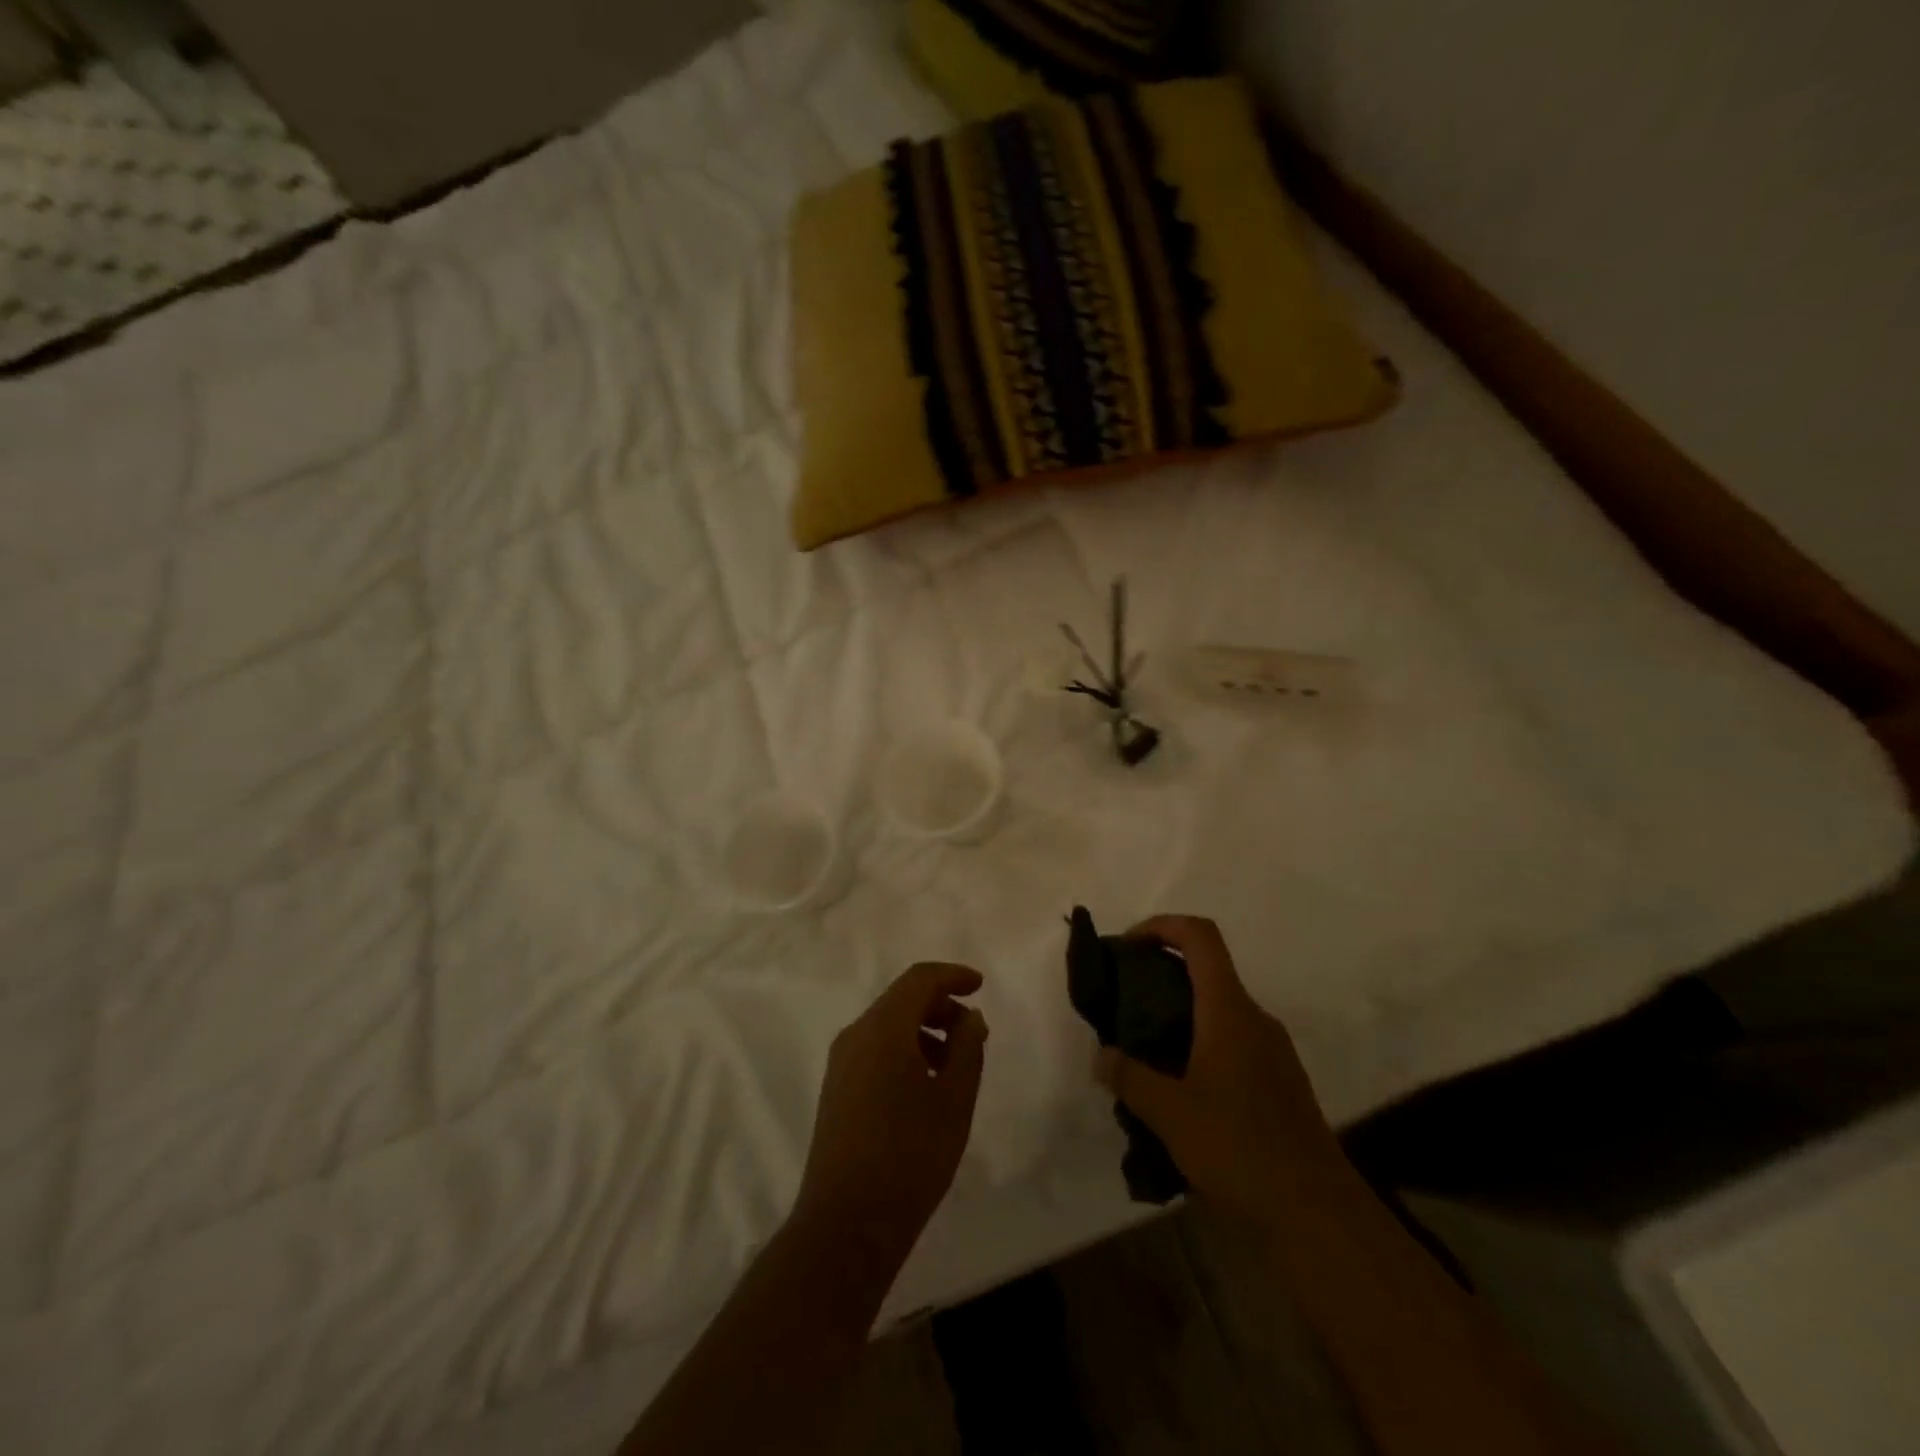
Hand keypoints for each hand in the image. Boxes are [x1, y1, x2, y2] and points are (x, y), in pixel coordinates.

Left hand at [793, 963, 988, 1264]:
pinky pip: (875, 1049)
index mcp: (883, 1028)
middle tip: (974, 1034)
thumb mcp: (954, 1099)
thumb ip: (967, 1048)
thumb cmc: (910, 1155)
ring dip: (925, 1031)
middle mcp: (856, 1035)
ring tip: (955, 1066)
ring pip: (888, 1026)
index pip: (919, 979)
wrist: (846, 1224)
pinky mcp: (836, 1090)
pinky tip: (926, 1087)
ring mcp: (841, 1063)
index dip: (952, 976)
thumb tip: (969, 1017)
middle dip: (941, 1006)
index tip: (980, 986)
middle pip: (901, 999)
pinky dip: (905, 1050)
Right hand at [1096, 916, 1349, 1224]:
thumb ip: (1129, 1077)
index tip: (1126, 948)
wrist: (1318, 1214)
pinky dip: (1198, 1043)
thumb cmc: (1240, 1148)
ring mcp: (1272, 1049)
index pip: (1199, 936)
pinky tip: (1177, 1088)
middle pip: (1206, 969)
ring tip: (1142, 1049)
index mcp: (1229, 1009)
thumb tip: (1101, 1056)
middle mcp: (1254, 1017)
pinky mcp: (1278, 1080)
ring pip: (1217, 1008)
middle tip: (1122, 1002)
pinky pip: (1231, 1040)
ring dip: (1178, 1013)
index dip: (1160, 925)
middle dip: (1160, 973)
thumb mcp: (1170, 1113)